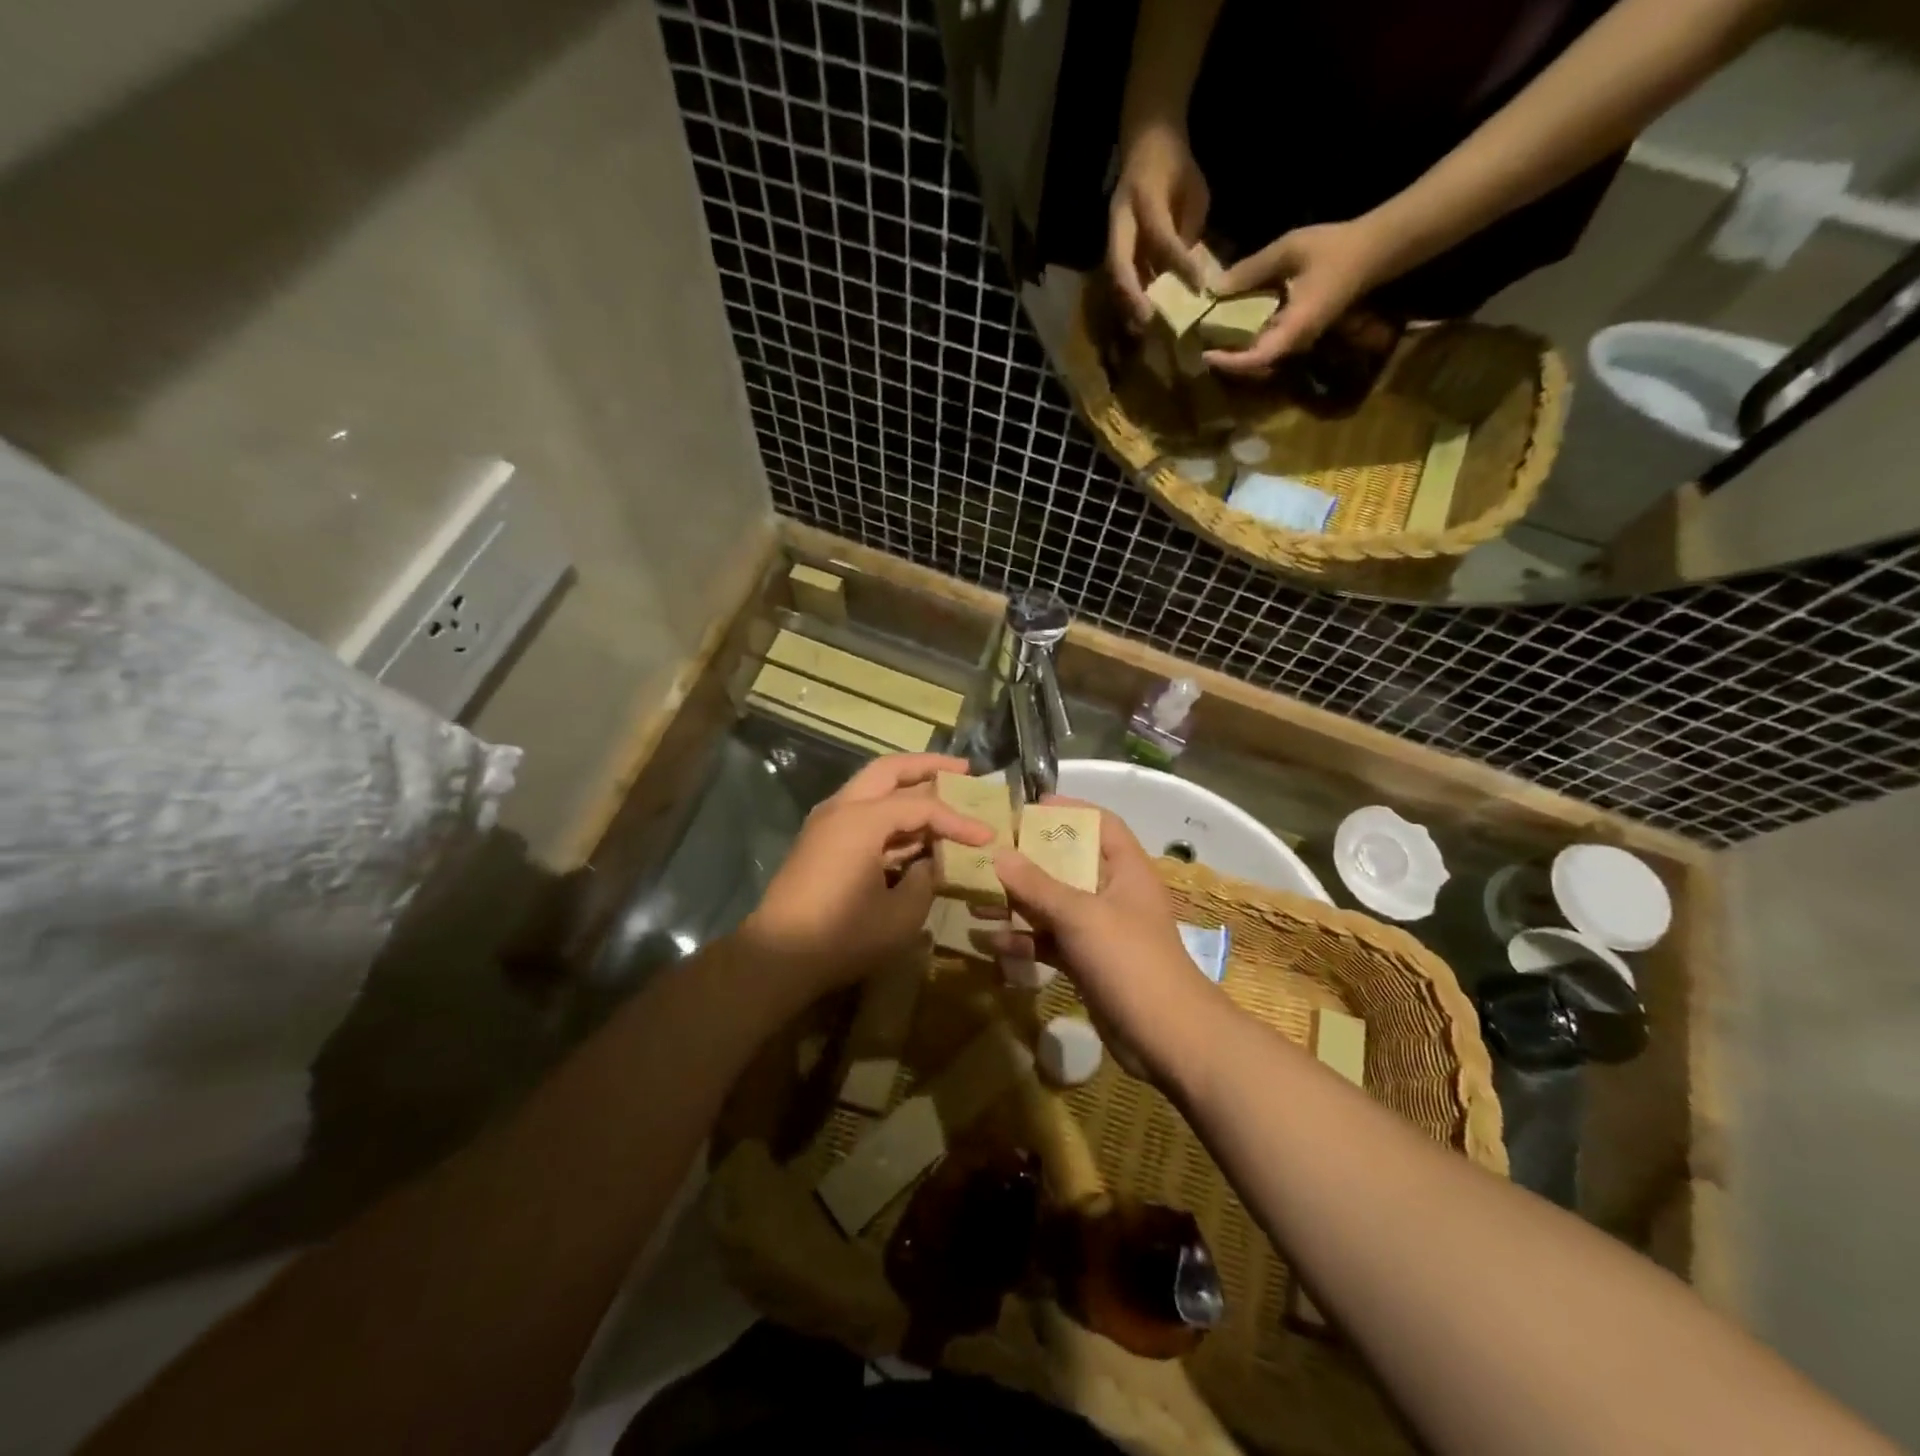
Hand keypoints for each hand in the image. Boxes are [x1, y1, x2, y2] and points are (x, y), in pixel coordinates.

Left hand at [741, 754, 993, 1003]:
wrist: (777, 958)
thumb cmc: (842, 936)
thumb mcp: (901, 914)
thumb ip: (925, 879)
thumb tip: (930, 863)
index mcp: (862, 820)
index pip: (921, 807)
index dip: (958, 821)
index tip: (988, 836)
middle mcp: (841, 808)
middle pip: (889, 770)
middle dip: (927, 766)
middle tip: (964, 770)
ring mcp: (826, 823)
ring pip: (872, 787)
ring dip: (906, 787)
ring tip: (943, 791)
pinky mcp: (820, 842)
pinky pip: (861, 812)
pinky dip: (889, 812)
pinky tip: (912, 829)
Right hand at [988, 800, 1223, 1079]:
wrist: (1165, 1037)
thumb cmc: (1129, 959)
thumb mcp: (1080, 914)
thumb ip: (1037, 884)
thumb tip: (998, 853)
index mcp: (1126, 869)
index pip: (1101, 824)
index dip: (1069, 810)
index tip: (1029, 806)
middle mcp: (1114, 893)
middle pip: (1069, 864)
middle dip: (1028, 861)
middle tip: (988, 854)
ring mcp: (1100, 930)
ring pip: (1054, 906)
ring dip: (1018, 904)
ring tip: (976, 900)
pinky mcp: (1088, 962)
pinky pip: (1051, 942)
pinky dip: (1025, 941)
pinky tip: (992, 944)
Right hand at [1108, 118, 1210, 324]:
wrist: (1146, 142)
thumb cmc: (1175, 166)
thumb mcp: (1193, 191)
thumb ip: (1189, 231)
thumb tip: (1192, 273)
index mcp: (1144, 197)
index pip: (1161, 237)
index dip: (1179, 264)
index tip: (1198, 288)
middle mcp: (1120, 219)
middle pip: (1119, 264)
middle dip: (1132, 295)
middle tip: (1147, 321)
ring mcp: (1111, 234)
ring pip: (1114, 275)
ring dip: (1125, 302)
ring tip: (1140, 328)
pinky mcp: (1111, 245)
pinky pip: (1117, 276)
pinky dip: (1127, 297)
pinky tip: (1138, 316)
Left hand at [1204, 219, 1394, 374]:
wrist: (1373, 250)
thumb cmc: (1334, 248)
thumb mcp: (1290, 249)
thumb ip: (1251, 270)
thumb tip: (1213, 288)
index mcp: (1295, 328)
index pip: (1257, 359)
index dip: (1230, 362)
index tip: (1205, 355)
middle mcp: (1294, 342)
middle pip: (1252, 363)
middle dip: (1224, 358)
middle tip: (1195, 345)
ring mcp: (1295, 339)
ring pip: (1257, 354)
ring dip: (1232, 349)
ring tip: (1204, 336)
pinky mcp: (1294, 331)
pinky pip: (1265, 340)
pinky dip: (1244, 336)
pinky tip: (1226, 322)